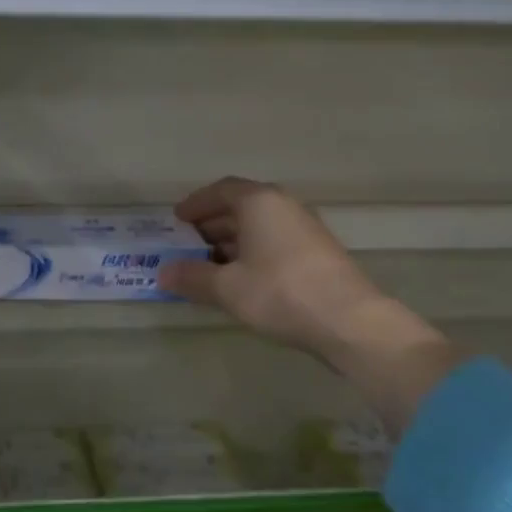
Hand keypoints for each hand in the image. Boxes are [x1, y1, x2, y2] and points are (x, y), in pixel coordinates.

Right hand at [158, 177, 385, 361]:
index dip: (196, 203)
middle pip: (240, 207)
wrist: (348, 321)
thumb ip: (192, 277)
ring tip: (208, 265)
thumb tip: (163, 273)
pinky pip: (274, 242)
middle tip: (187, 244)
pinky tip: (241, 279)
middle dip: (212, 224)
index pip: (221, 190)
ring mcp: (305, 229)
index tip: (177, 219)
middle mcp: (284, 206)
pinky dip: (252, 253)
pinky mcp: (317, 253)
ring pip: (259, 227)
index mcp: (259, 202)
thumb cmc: (279, 292)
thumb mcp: (227, 287)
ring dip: (231, 241)